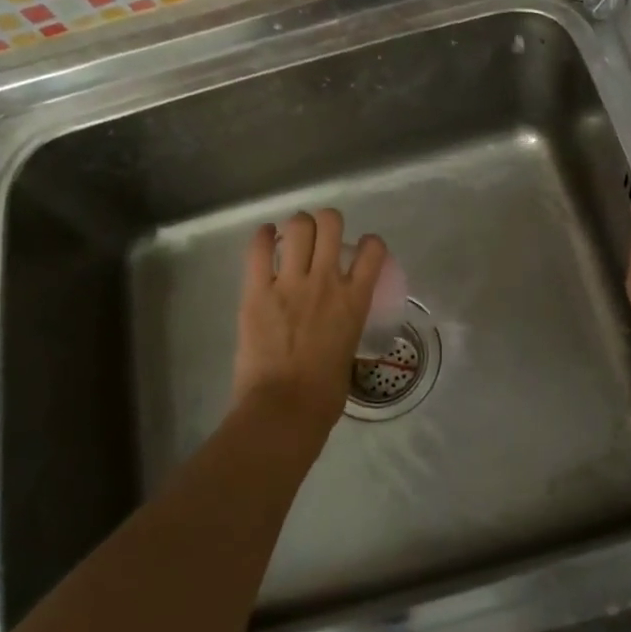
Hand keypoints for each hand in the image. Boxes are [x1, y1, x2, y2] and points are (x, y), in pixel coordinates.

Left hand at [232, 210, 386, 430]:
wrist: (284, 409)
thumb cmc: (324, 395)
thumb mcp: (349, 351)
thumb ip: (345, 326)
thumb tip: (336, 327)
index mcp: (354, 300)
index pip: (373, 250)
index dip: (369, 243)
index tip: (361, 250)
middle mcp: (326, 281)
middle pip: (330, 223)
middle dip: (327, 223)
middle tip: (320, 237)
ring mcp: (290, 283)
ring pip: (298, 227)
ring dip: (297, 226)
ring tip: (293, 237)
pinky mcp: (256, 291)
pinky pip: (258, 249)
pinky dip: (262, 237)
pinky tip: (264, 238)